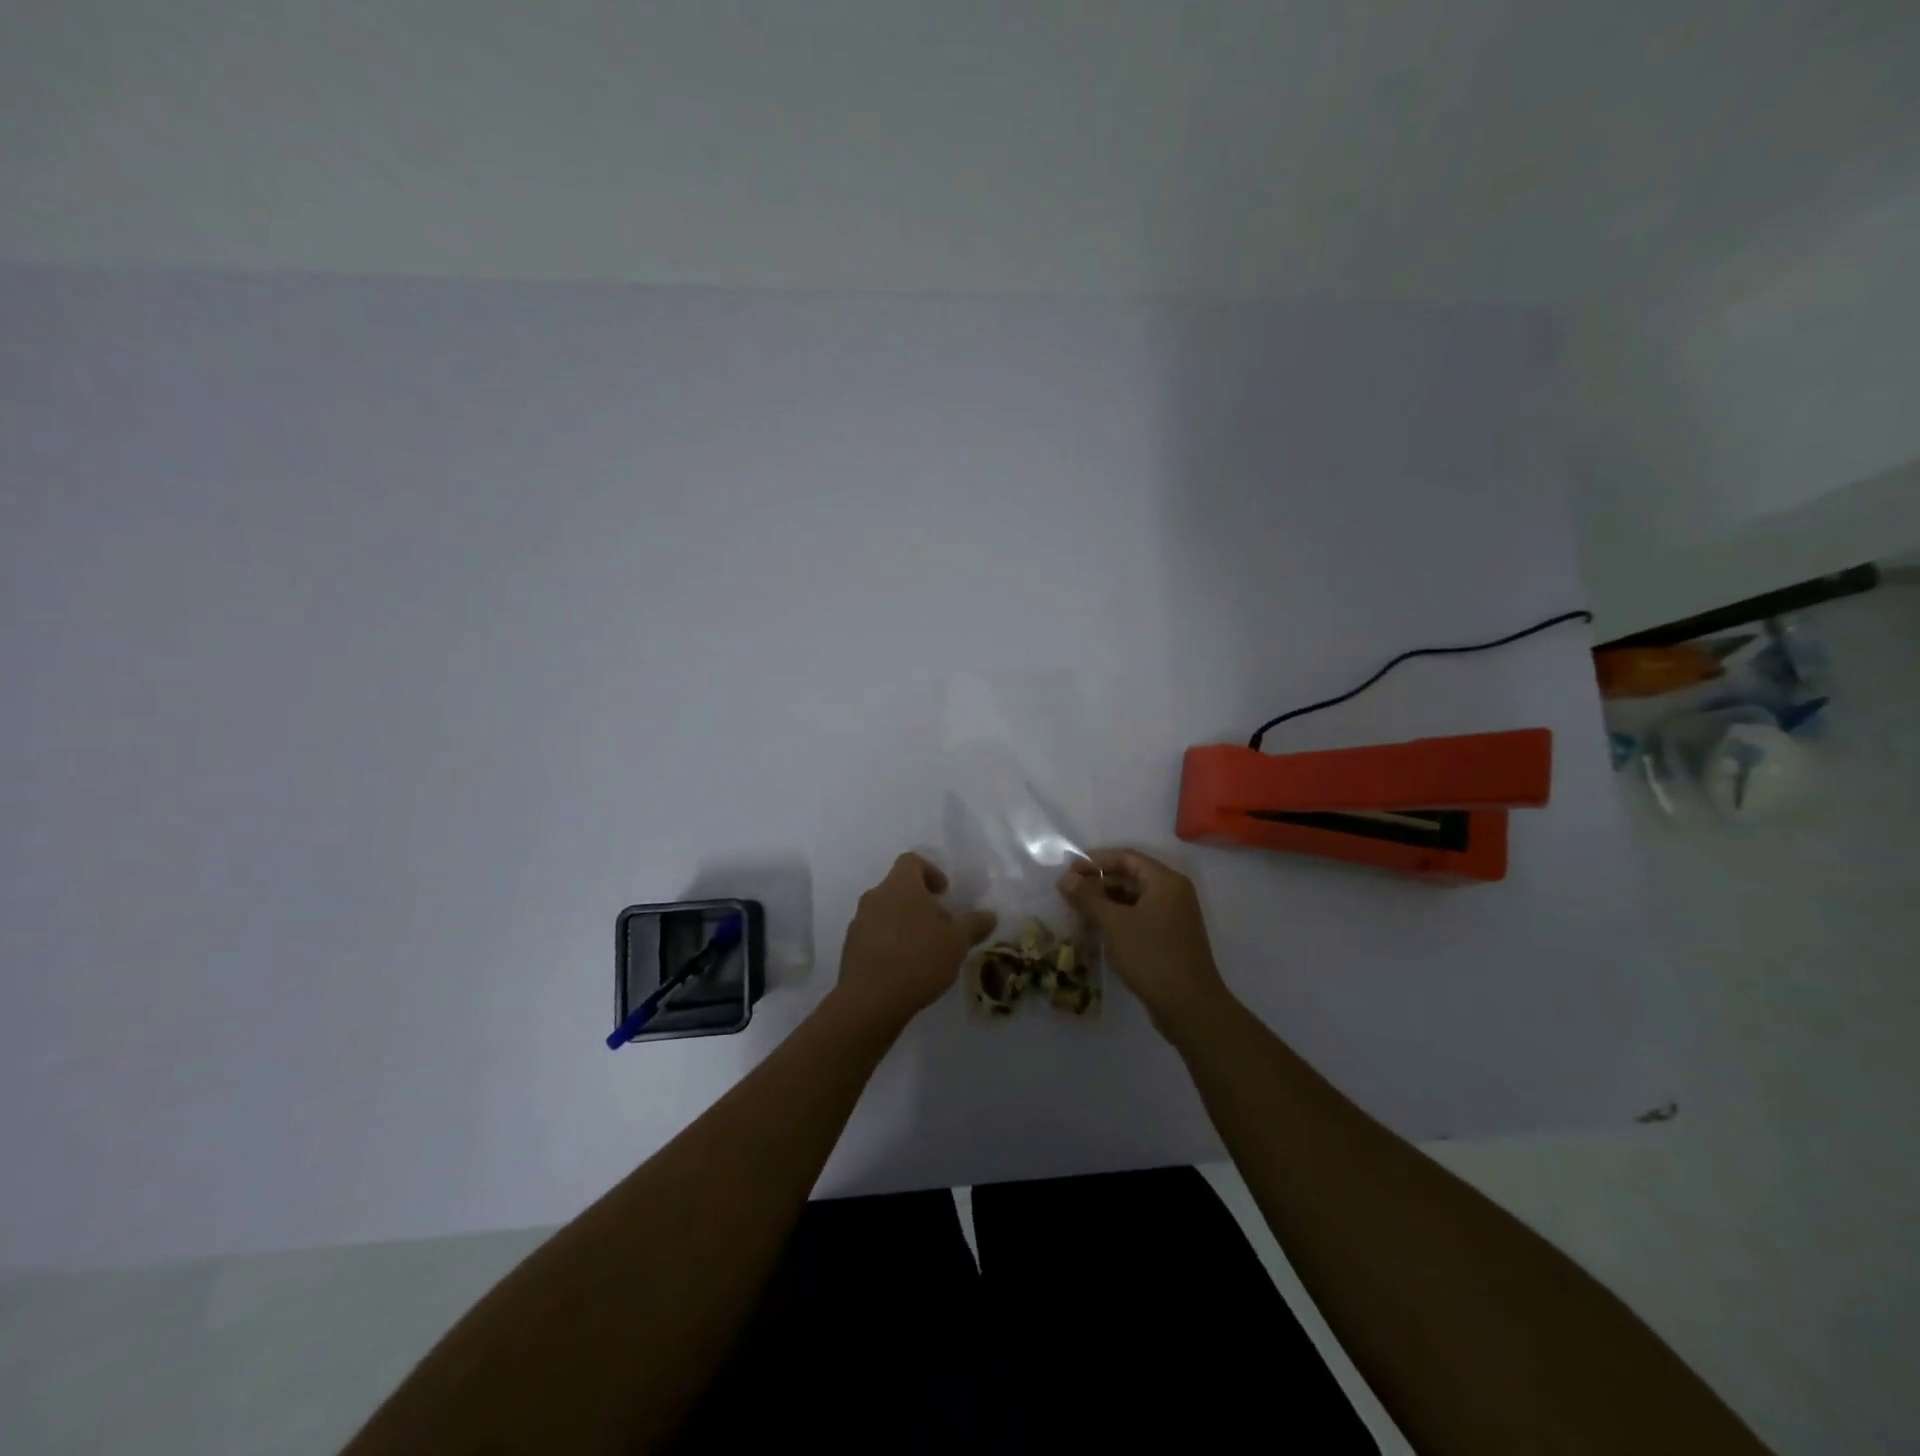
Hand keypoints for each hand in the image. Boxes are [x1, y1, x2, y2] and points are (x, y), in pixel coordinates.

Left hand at [838, 853, 996, 1026]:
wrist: (870, 1000)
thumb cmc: (918, 959)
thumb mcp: (957, 942)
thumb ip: (974, 924)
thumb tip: (990, 915)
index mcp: (900, 885)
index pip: (912, 861)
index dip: (931, 871)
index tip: (945, 893)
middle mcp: (875, 896)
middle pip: (899, 888)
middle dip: (921, 902)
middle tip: (941, 926)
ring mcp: (859, 922)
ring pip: (886, 911)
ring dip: (905, 923)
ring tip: (925, 950)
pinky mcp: (850, 948)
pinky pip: (874, 934)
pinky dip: (890, 942)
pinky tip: (905, 967)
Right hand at [1058, 848, 1230, 1032]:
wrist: (1189, 1008)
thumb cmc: (1151, 956)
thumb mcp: (1113, 924)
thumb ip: (1087, 897)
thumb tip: (1065, 878)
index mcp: (1165, 881)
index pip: (1127, 858)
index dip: (1096, 861)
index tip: (1069, 870)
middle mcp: (1173, 894)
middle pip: (1130, 877)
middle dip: (1098, 884)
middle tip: (1068, 894)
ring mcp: (1173, 918)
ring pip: (1133, 900)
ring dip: (1105, 904)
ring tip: (1077, 914)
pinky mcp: (1169, 940)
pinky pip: (1138, 919)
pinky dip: (1117, 921)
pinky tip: (1095, 933)